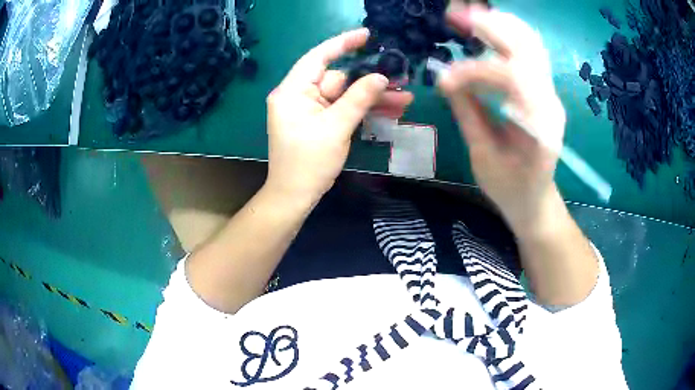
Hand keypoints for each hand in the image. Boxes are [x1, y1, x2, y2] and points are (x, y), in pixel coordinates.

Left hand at [265, 28, 413, 203]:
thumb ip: (359, 99)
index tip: (367, 36)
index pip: (318, 57)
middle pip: (338, 79)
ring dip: (372, 98)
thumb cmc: (309, 163)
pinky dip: (363, 110)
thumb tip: (381, 77)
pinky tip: (390, 111)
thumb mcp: (336, 127)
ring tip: (405, 100)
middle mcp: (299, 95)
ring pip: (345, 96)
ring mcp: (310, 110)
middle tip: (401, 80)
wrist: (295, 197)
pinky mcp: (319, 122)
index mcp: (292, 91)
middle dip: (370, 81)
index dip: (343, 44)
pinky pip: (343, 109)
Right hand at [439, 4, 566, 230]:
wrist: (536, 200)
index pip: (511, 79)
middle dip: (490, 27)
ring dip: (499, 25)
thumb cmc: (510, 189)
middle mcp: (549, 103)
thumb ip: (468, 113)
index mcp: (539, 127)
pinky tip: (486, 29)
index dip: (474, 72)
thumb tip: (445, 78)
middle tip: (456, 15)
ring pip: (530, 45)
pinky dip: (507, 35)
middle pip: (526, 50)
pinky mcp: (543, 92)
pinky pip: (528, 53)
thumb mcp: (484, 157)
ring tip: (468, 15)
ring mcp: (549, 95)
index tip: (444, 80)